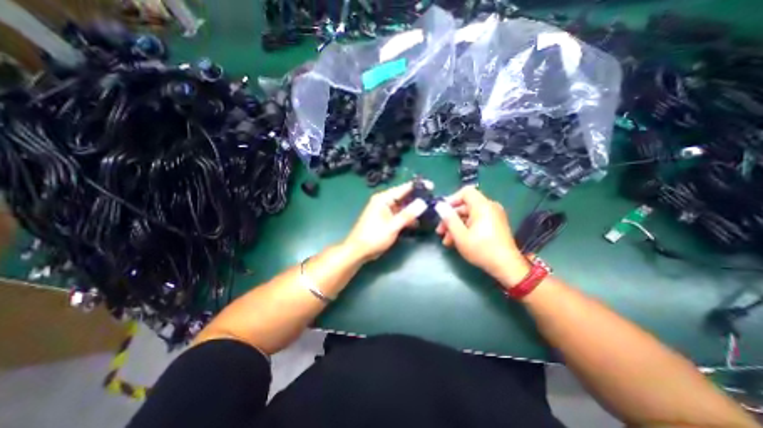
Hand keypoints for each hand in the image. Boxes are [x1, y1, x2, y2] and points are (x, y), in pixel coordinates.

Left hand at [345, 178, 430, 259]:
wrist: (358, 251)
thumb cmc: (374, 237)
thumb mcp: (393, 226)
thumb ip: (408, 214)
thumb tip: (423, 203)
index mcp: (383, 199)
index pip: (403, 188)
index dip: (418, 187)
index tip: (432, 186)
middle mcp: (384, 201)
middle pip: (404, 197)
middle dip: (418, 199)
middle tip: (433, 202)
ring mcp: (384, 210)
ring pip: (402, 207)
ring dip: (413, 210)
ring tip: (429, 212)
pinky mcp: (385, 219)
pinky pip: (399, 214)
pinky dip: (407, 217)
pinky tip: (418, 222)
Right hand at [435, 187, 531, 287]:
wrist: (507, 267)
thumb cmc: (482, 249)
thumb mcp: (460, 235)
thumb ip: (449, 218)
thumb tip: (439, 205)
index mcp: (483, 206)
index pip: (465, 192)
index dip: (452, 200)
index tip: (442, 212)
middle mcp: (489, 207)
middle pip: (465, 206)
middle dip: (450, 218)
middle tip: (440, 231)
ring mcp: (493, 217)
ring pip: (469, 216)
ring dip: (456, 226)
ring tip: (446, 241)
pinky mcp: (494, 225)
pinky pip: (476, 222)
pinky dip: (466, 229)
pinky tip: (456, 242)